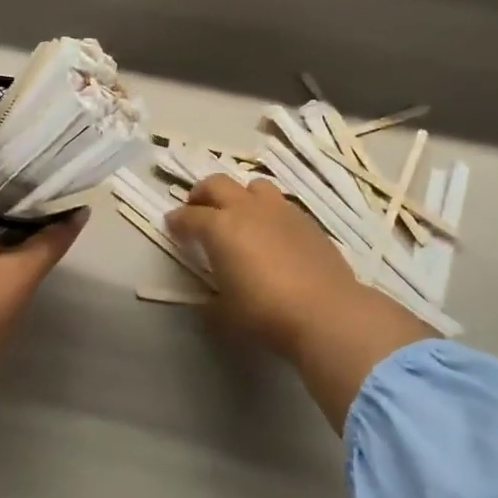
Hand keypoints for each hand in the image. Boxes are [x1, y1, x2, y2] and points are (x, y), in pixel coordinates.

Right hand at [168, 175, 435, 429]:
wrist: (326, 311)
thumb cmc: (265, 312)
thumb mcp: (225, 312)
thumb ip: (210, 300)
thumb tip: (207, 300)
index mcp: (220, 227)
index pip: (188, 216)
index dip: (176, 221)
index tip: (172, 226)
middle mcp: (246, 209)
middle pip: (217, 184)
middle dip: (201, 194)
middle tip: (197, 209)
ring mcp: (280, 210)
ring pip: (253, 185)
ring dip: (240, 196)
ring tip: (239, 215)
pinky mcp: (306, 220)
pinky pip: (280, 204)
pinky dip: (268, 212)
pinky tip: (272, 233)